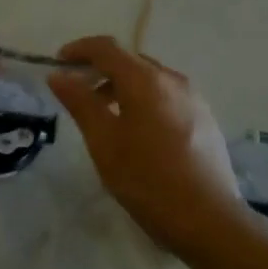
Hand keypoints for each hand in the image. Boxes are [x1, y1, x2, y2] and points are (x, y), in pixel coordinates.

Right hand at [48, 36, 244, 258]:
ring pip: (150, 80)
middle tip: (77, 93)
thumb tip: (59, 75)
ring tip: (104, 116)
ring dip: (122, 87)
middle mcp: (173, 80)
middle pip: (130, 61)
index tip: (58, 63)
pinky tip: (136, 132)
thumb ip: (80, 103)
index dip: (79, 49)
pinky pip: (167, 97)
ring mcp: (194, 99)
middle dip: (100, 70)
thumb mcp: (103, 142)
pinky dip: (143, 100)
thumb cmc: (147, 180)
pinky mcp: (205, 120)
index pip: (107, 48)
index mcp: (146, 81)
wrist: (208, 220)